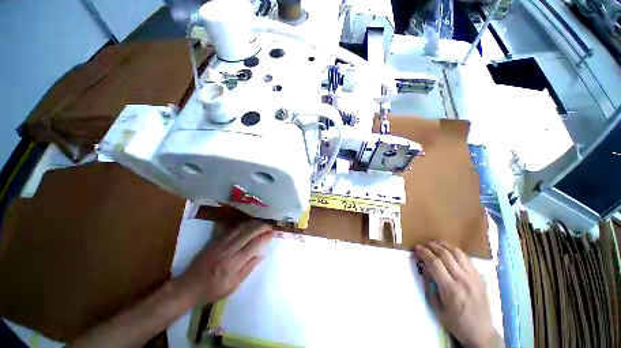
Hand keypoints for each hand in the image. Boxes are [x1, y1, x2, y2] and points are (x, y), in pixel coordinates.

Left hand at [176, 220, 272, 304]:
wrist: (188, 287)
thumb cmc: (212, 290)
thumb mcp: (233, 286)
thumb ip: (248, 268)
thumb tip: (262, 254)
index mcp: (233, 263)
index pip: (254, 245)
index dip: (265, 237)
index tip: (272, 233)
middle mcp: (228, 250)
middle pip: (248, 233)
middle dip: (261, 227)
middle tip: (269, 226)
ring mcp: (220, 243)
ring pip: (240, 228)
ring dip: (253, 223)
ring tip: (261, 223)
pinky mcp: (215, 240)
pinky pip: (231, 228)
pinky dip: (242, 224)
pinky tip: (248, 223)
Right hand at [415, 241, 502, 347]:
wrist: (481, 332)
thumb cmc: (455, 322)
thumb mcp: (437, 307)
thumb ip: (429, 285)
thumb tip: (424, 266)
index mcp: (450, 290)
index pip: (435, 263)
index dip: (424, 253)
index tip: (417, 248)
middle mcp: (463, 280)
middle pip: (445, 255)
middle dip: (432, 246)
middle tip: (424, 244)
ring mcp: (474, 278)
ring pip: (458, 253)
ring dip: (445, 245)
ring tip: (436, 243)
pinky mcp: (481, 277)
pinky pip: (467, 259)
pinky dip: (456, 252)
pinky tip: (450, 251)